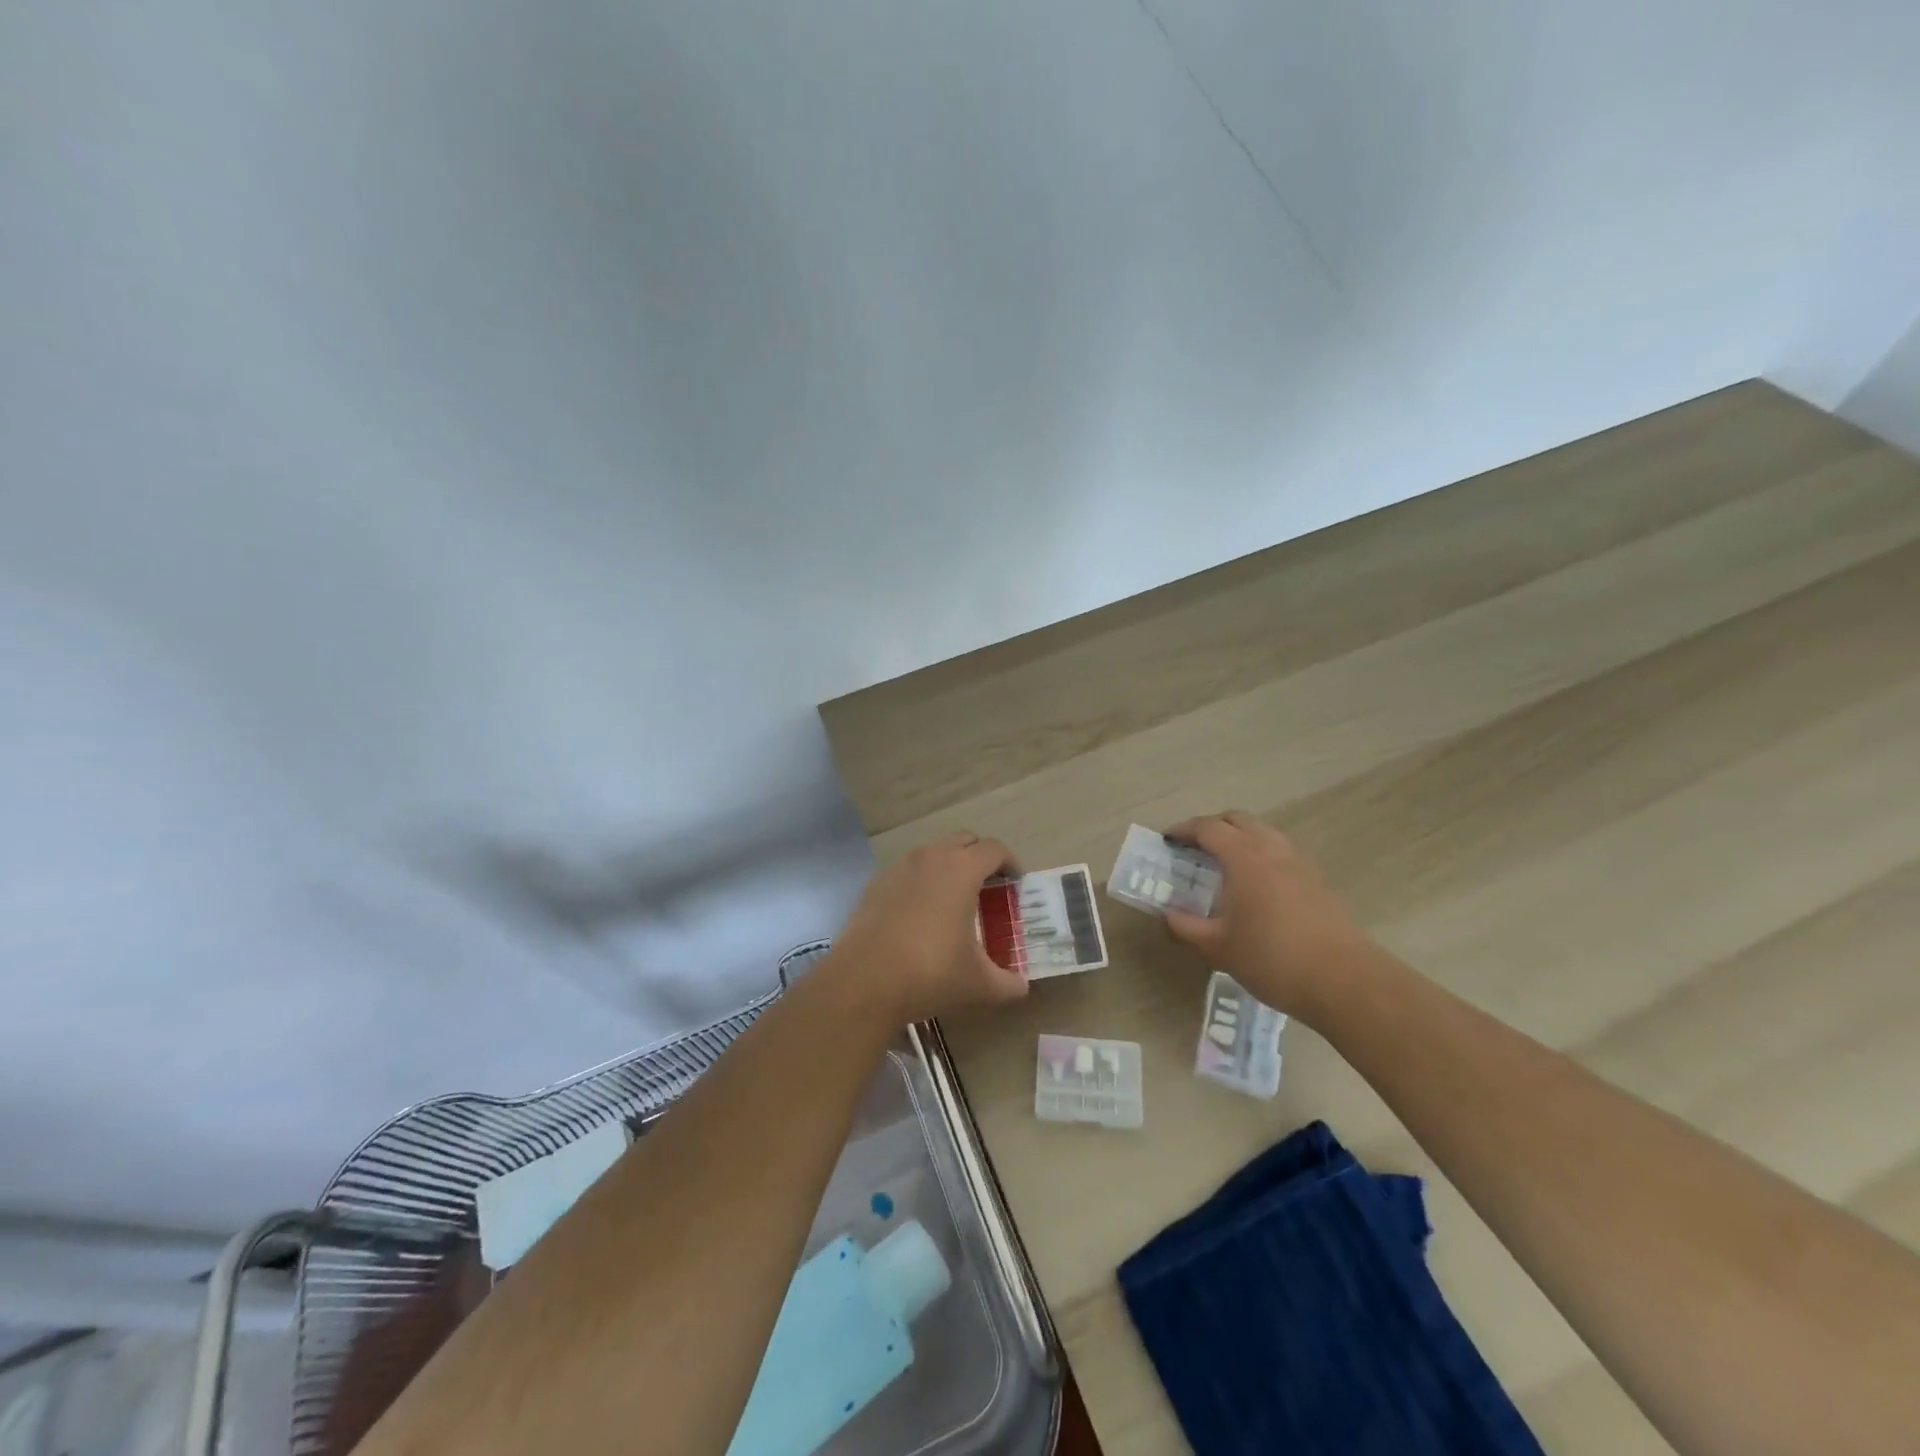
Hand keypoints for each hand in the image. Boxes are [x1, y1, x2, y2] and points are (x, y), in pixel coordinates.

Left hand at [825, 831, 1028, 1024]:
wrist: (863, 982)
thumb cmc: (930, 974)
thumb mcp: (978, 984)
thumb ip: (1008, 983)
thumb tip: (1021, 987)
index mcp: (961, 870)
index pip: (994, 849)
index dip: (1010, 864)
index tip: (1016, 884)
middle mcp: (930, 858)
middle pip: (964, 841)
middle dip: (981, 858)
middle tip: (989, 889)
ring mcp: (899, 868)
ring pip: (933, 853)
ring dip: (950, 867)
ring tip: (956, 901)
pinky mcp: (876, 884)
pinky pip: (908, 871)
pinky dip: (922, 881)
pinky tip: (921, 915)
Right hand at [1161, 812, 1373, 1018]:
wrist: (1343, 980)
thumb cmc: (1272, 958)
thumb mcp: (1218, 948)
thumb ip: (1187, 927)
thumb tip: (1169, 914)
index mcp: (1244, 858)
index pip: (1208, 828)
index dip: (1184, 830)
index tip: (1167, 840)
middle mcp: (1272, 850)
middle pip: (1238, 820)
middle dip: (1212, 828)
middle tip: (1194, 848)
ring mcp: (1300, 863)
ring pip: (1264, 833)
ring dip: (1240, 839)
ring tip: (1225, 865)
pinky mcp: (1318, 881)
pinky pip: (1282, 853)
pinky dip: (1262, 856)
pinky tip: (1257, 887)